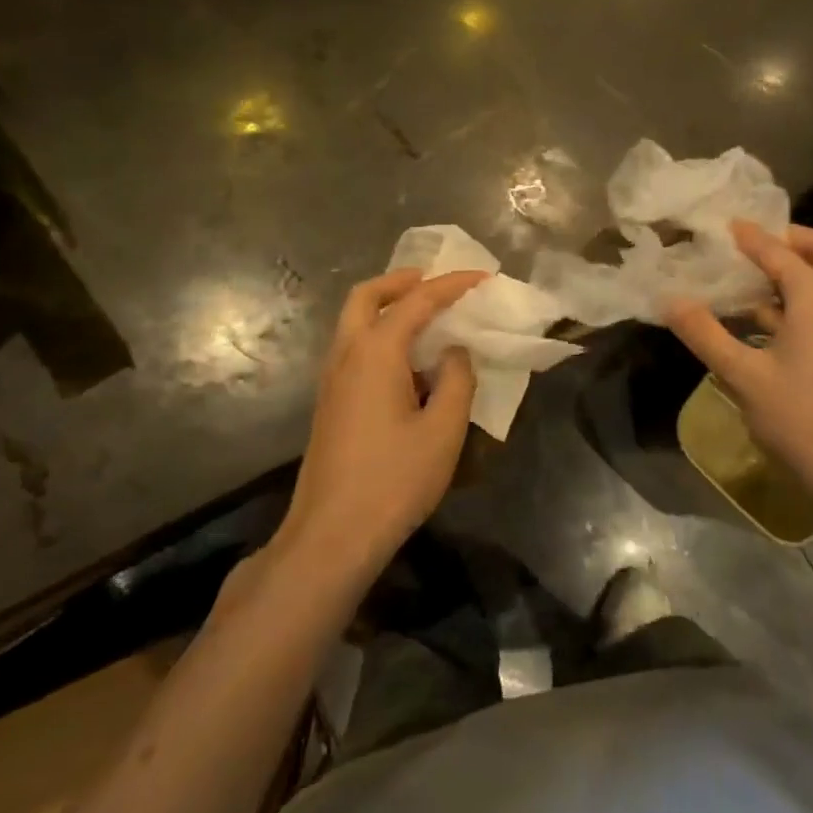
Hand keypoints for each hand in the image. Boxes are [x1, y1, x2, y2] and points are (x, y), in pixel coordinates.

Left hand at [282, 267, 485, 573]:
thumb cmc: (393, 480)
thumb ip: (456, 380)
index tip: (483, 276)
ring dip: (386, 307)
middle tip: (434, 281)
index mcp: (375, 352)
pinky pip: (353, 348)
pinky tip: (408, 364)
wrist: (331, 536)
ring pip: (353, 322)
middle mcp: (346, 355)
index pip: (418, 301)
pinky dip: (378, 334)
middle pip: (365, 296)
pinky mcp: (329, 404)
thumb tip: (454, 352)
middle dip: (400, 281)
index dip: (453, 284)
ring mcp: (331, 380)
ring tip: (426, 317)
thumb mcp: (443, 430)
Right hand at [664, 222, 812, 505]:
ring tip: (757, 279)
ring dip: (800, 269)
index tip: (728, 225)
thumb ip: (705, 333)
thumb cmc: (801, 417)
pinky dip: (807, 296)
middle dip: (791, 240)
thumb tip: (669, 300)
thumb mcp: (743, 375)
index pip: (780, 253)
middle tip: (755, 244)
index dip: (753, 237)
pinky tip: (773, 321)